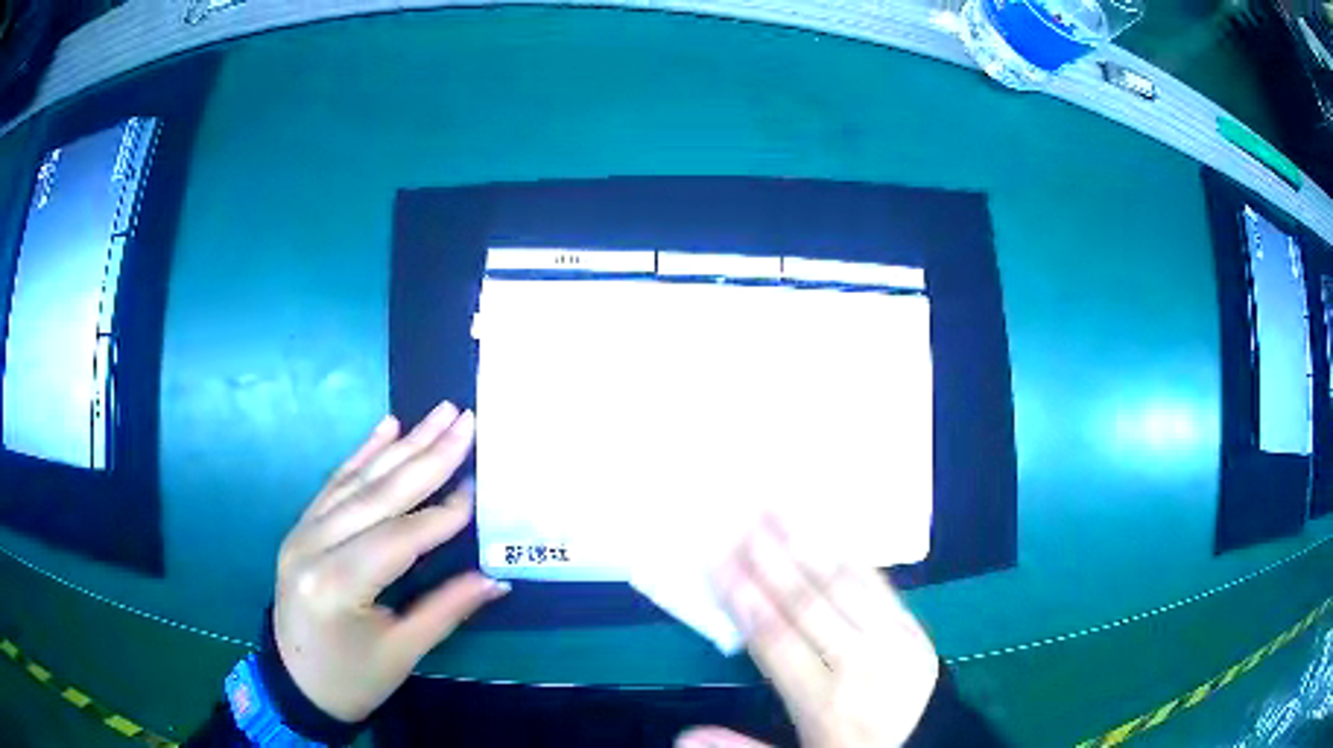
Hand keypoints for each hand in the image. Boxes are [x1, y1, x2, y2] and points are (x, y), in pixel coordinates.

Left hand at [272, 402, 507, 722]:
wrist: (297, 684)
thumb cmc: (353, 678)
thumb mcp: (402, 653)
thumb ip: (447, 609)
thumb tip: (497, 578)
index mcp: (335, 585)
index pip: (397, 539)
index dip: (441, 515)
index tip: (480, 486)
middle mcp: (312, 545)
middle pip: (377, 495)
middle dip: (427, 456)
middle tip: (465, 421)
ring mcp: (302, 531)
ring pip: (358, 481)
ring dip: (402, 445)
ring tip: (440, 413)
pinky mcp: (301, 527)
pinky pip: (336, 483)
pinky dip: (364, 453)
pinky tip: (387, 427)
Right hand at [679, 518, 939, 747]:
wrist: (917, 746)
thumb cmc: (846, 747)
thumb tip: (683, 734)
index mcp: (826, 703)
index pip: (776, 641)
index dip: (746, 600)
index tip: (719, 562)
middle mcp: (862, 666)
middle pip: (809, 606)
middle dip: (773, 561)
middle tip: (744, 521)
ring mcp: (895, 642)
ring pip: (845, 587)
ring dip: (810, 546)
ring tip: (780, 509)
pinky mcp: (914, 628)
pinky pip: (879, 586)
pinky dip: (850, 558)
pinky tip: (828, 534)